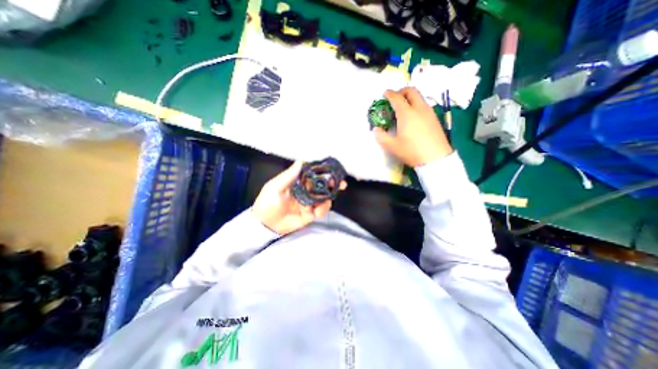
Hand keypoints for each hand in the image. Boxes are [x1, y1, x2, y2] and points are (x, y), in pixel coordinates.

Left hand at [251, 160, 344, 234]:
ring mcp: (309, 203)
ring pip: (325, 198)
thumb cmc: (267, 202)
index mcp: (298, 182)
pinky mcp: (311, 214)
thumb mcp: (275, 187)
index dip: (323, 172)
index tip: (332, 171)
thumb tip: (301, 161)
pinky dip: (322, 211)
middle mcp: (306, 191)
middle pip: (322, 186)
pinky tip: (315, 213)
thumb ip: (289, 175)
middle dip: (333, 185)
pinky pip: (322, 210)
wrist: (265, 224)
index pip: (313, 175)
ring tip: (318, 206)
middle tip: (341, 184)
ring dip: (326, 200)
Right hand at [376, 86, 451, 165]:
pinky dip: (416, 104)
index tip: (385, 93)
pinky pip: (424, 105)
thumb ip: (381, 136)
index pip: (397, 98)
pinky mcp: (435, 118)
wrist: (435, 158)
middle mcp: (419, 108)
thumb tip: (376, 129)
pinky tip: (413, 116)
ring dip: (410, 97)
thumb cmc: (411, 151)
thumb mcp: (392, 146)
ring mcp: (429, 112)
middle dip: (402, 91)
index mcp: (406, 113)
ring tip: (403, 108)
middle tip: (395, 97)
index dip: (389, 94)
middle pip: (411, 91)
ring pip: (419, 97)